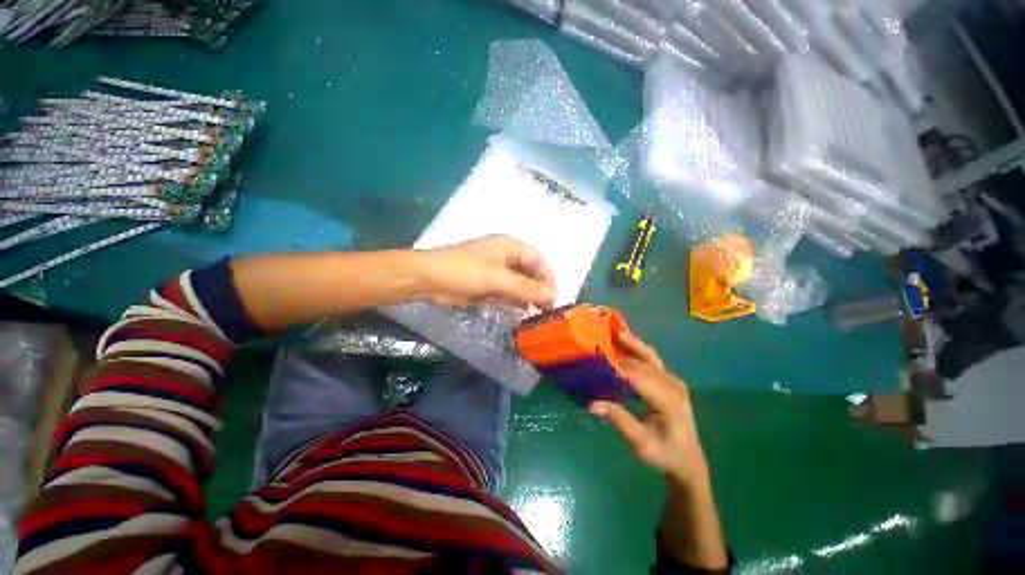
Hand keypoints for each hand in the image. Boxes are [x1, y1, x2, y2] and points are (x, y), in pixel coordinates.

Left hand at [422, 235, 556, 309]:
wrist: (428, 279)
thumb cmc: (464, 271)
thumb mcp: (497, 278)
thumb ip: (526, 287)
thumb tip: (553, 295)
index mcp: (510, 247)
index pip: (537, 260)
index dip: (548, 277)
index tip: (555, 296)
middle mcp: (505, 257)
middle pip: (529, 273)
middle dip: (539, 289)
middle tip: (548, 308)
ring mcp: (496, 272)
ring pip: (519, 284)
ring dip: (529, 297)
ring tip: (539, 312)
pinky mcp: (487, 285)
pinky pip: (507, 292)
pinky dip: (515, 301)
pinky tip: (523, 311)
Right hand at [590, 331, 709, 486]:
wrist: (688, 463)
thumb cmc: (665, 455)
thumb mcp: (640, 443)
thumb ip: (618, 419)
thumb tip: (590, 402)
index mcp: (668, 399)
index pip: (637, 375)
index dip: (614, 366)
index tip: (593, 360)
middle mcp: (672, 383)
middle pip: (640, 363)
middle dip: (616, 354)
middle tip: (593, 347)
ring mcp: (672, 380)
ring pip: (648, 355)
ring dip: (629, 343)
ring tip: (610, 332)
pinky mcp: (669, 380)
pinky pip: (651, 359)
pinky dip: (636, 349)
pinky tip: (624, 342)